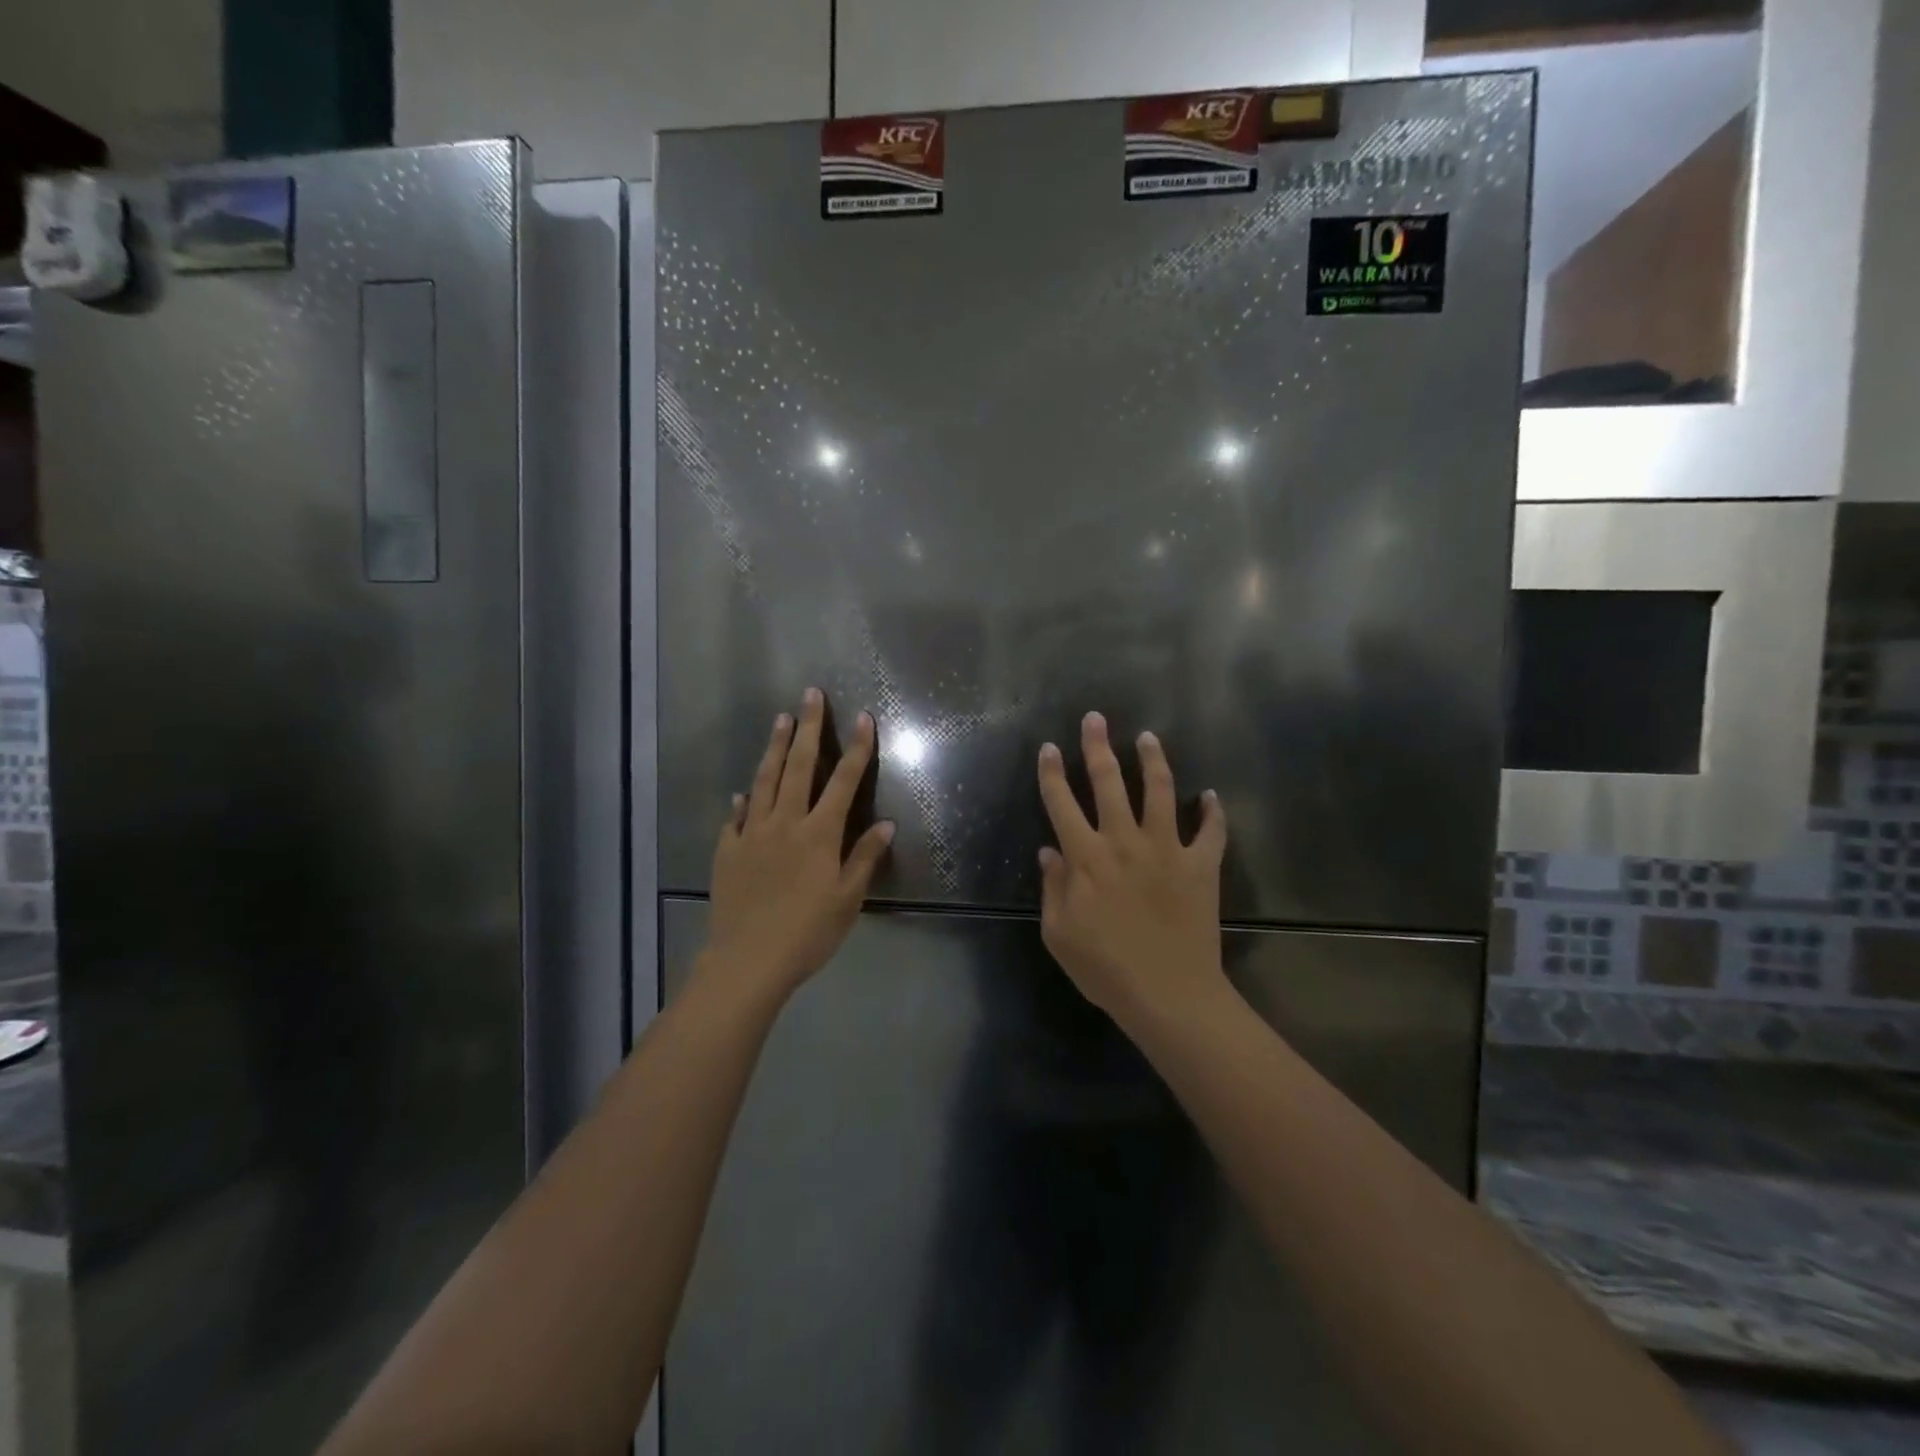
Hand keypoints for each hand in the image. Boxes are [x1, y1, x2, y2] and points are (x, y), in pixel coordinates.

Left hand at [702, 689, 894, 1005]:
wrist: (748, 960)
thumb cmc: (807, 932)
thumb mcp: (847, 899)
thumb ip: (865, 857)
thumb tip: (886, 824)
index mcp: (819, 834)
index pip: (844, 781)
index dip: (856, 748)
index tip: (863, 718)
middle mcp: (786, 823)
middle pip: (799, 766)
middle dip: (808, 728)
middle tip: (810, 695)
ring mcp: (753, 834)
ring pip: (765, 780)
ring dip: (774, 748)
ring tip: (780, 720)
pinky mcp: (729, 850)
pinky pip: (737, 817)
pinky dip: (744, 799)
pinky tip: (744, 791)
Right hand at [1036, 711, 1229, 1028]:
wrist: (1170, 996)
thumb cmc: (1106, 970)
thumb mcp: (1059, 935)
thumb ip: (1052, 888)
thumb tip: (1049, 852)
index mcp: (1086, 858)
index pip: (1062, 803)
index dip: (1051, 773)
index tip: (1047, 747)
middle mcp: (1125, 841)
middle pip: (1108, 782)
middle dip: (1097, 746)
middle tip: (1095, 718)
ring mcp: (1168, 849)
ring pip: (1161, 791)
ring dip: (1153, 761)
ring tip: (1149, 737)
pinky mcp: (1202, 866)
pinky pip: (1212, 831)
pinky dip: (1213, 812)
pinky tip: (1211, 796)